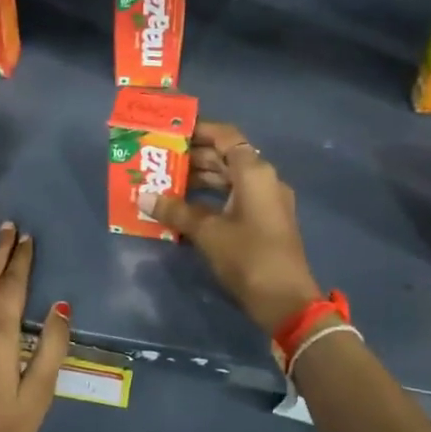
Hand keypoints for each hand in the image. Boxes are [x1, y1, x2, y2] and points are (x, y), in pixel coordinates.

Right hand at [145, 121, 322, 334]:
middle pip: (227, 156)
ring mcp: (267, 201)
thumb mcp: (207, 232)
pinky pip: (235, 197)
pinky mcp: (265, 221)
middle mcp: (264, 179)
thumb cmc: (247, 257)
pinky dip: (212, 197)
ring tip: (167, 182)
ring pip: (230, 178)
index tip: (171, 131)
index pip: (225, 136)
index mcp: (254, 172)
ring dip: (201, 178)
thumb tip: (144, 198)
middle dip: (194, 157)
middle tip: (161, 159)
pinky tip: (186, 206)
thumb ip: (176, 210)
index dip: (199, 130)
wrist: (286, 301)